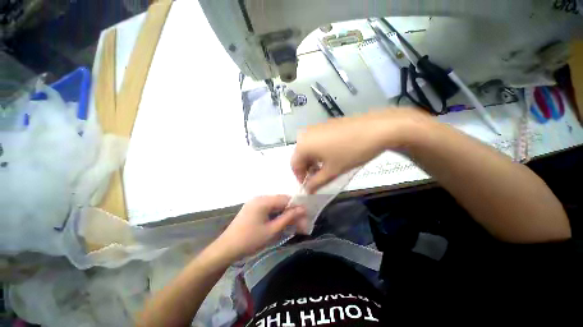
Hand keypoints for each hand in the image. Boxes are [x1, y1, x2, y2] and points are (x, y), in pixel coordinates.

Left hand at [215, 195, 306, 260]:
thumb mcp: (271, 230)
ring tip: (294, 225)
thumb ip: (288, 218)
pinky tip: (282, 223)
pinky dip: (277, 215)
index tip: (307, 214)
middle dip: (292, 211)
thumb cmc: (250, 240)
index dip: (297, 206)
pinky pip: (269, 209)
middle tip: (302, 223)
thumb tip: (303, 209)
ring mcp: (255, 203)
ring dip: (285, 214)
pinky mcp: (253, 209)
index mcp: (263, 200)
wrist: (226, 249)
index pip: (285, 199)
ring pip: (276, 205)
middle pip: (281, 202)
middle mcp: (260, 198)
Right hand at [291, 108, 429, 192]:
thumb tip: (307, 190)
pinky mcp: (325, 125)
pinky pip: (316, 141)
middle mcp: (305, 134)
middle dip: (308, 169)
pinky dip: (319, 151)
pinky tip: (332, 155)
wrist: (375, 128)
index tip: (310, 186)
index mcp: (302, 145)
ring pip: (309, 149)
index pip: (294, 165)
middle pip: (300, 156)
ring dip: (314, 161)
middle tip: (319, 178)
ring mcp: (316, 127)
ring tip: (327, 168)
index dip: (301, 177)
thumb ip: (316, 183)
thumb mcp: (332, 171)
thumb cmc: (350, 152)